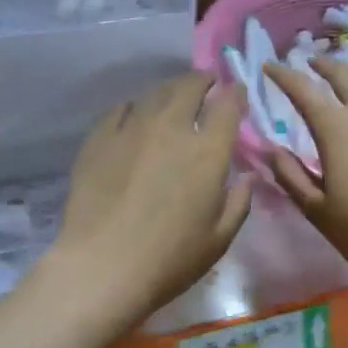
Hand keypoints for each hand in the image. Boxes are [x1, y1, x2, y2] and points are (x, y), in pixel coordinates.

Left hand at [50, 72, 253, 325]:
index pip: (228, 105)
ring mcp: (132, 128)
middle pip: (190, 86)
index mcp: (208, 151)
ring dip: (171, 90)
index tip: (237, 92)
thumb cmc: (170, 259)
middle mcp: (172, 127)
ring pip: (156, 92)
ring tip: (174, 97)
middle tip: (207, 84)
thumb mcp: (219, 239)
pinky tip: (135, 116)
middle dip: (203, 80)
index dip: (236, 93)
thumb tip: (247, 177)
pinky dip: (135, 107)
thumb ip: (239, 202)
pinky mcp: (99, 137)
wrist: (102, 267)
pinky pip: (121, 109)